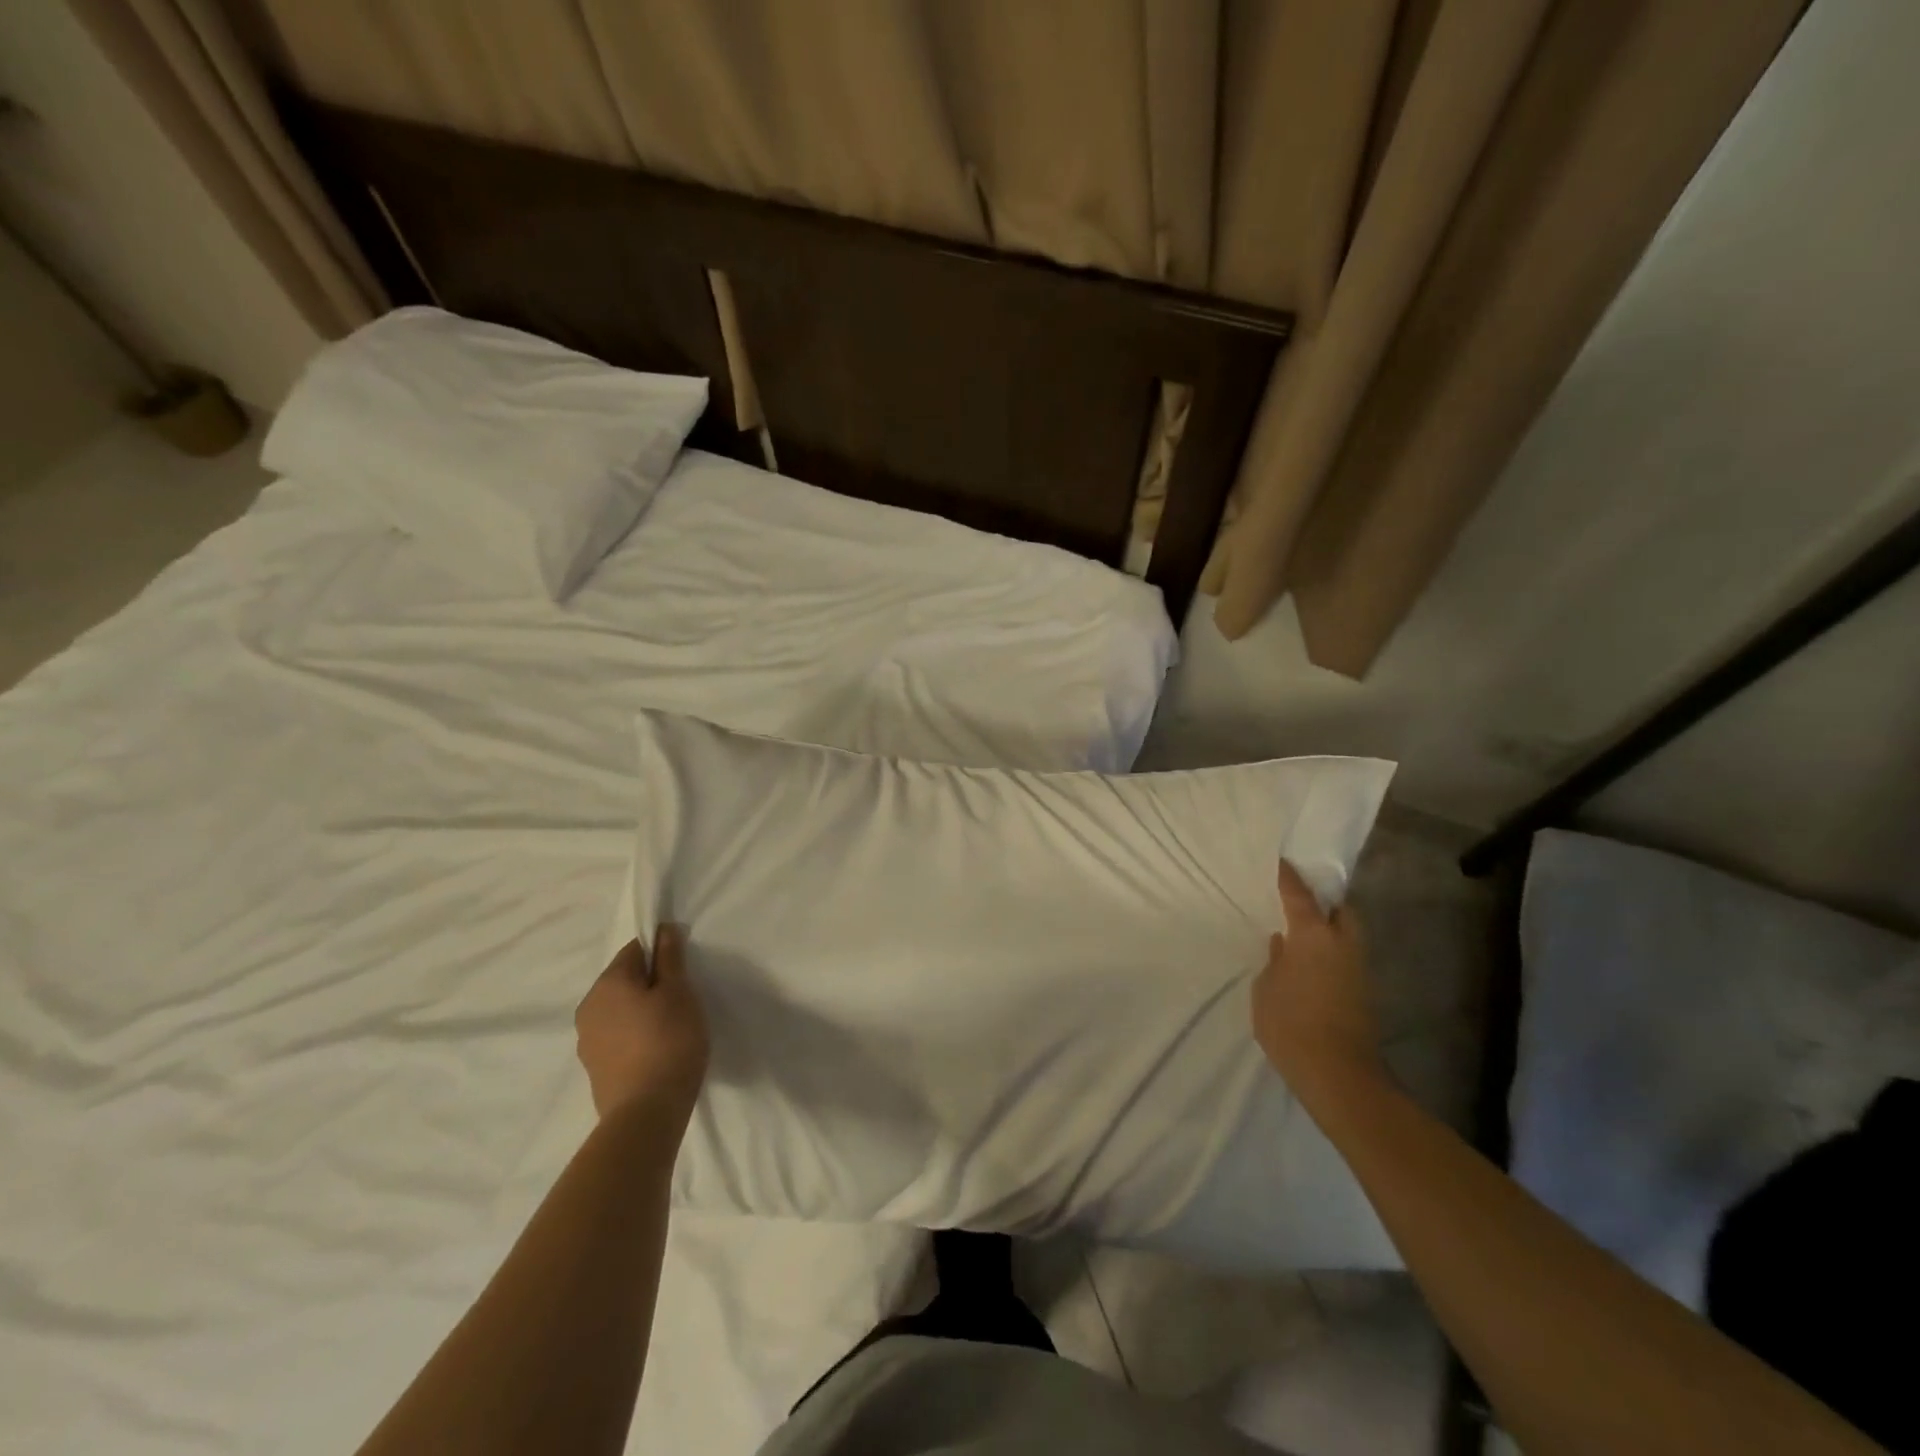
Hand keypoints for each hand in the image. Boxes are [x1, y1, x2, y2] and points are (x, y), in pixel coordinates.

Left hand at [575, 925, 708, 1121]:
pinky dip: (635, 1036)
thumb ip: (670, 958)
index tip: (683, 973)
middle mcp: (588, 1006)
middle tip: (682, 1001)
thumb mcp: (679, 992)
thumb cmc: (669, 1041)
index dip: (662, 954)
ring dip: (642, 1011)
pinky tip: (656, 1051)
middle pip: (625, 980)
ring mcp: (587, 1040)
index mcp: (607, 983)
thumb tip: (663, 929)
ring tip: (671, 1028)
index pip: (635, 949)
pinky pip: (617, 1036)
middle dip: (651, 984)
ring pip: (620, 1010)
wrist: (646, 1113)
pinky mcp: (594, 1068)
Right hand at [1251, 861, 1383, 1102]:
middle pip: (1340, 910)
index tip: (1281, 860)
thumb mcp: (1267, 989)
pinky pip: (1345, 957)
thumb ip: (1275, 961)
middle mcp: (1342, 944)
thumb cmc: (1291, 1024)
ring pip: (1347, 934)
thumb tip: (1284, 945)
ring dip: (1329, 927)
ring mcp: (1357, 969)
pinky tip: (1309, 961)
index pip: (1300, 895)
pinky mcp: (1362, 992)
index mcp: (1314, 936)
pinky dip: (1331, 950)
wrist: (1338, 1074)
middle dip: (1324, 900)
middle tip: (1300, 899)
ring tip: (1301, 930)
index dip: (1289, 877)